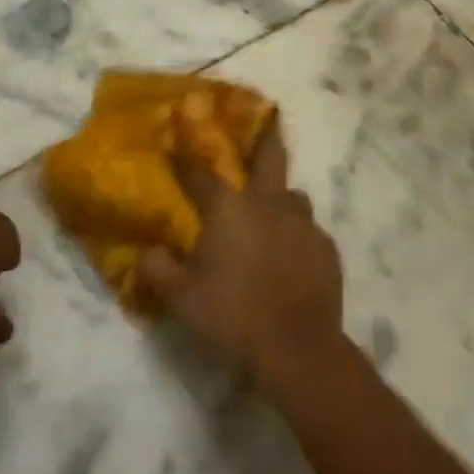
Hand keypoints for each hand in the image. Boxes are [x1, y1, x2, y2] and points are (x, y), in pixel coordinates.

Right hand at [137, 120, 345, 393]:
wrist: (297, 346)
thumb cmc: (232, 314)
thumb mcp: (181, 298)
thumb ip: (157, 270)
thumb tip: (147, 253)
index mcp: (228, 207)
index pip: (200, 172)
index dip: (185, 158)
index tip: (175, 146)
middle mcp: (267, 202)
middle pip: (269, 156)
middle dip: (263, 138)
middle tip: (264, 127)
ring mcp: (302, 223)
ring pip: (293, 195)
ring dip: (281, 198)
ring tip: (272, 214)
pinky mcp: (326, 247)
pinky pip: (310, 231)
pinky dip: (298, 236)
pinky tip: (292, 255)